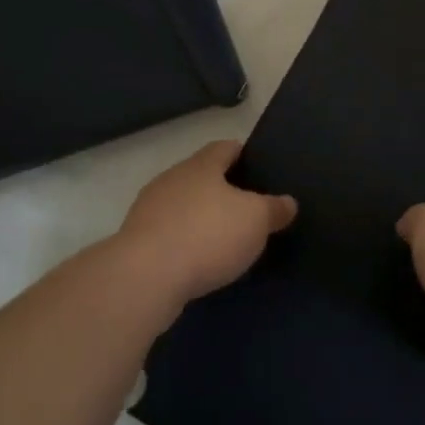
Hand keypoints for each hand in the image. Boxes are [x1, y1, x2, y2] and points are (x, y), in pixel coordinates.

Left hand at [117, 140, 296, 301]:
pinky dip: (185, 243)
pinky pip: (169, 234)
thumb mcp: (256, 220)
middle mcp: (172, 179)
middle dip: (222, 189)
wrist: (145, 277)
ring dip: (200, 218)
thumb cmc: (207, 235)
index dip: (244, 154)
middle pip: (202, 176)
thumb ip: (274, 208)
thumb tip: (288, 202)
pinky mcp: (136, 241)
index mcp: (201, 165)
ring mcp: (149, 210)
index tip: (260, 168)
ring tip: (225, 239)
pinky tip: (199, 262)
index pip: (225, 147)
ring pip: (183, 205)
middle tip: (248, 208)